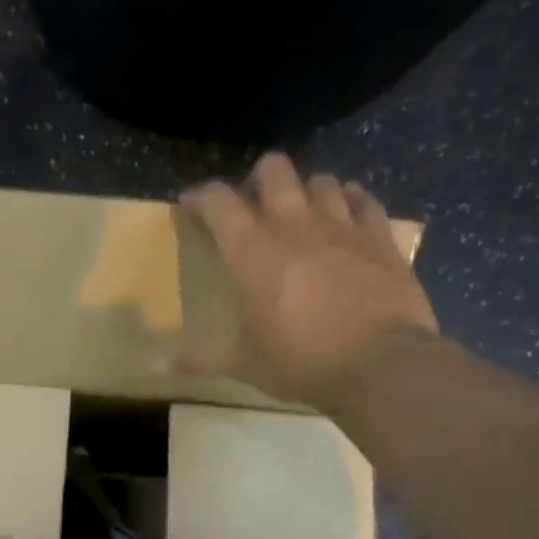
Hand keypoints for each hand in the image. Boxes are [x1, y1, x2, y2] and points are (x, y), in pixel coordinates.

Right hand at [180, 152, 438, 411]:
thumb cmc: (299, 361)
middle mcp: (293, 225)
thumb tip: (159, 368)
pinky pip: (364, 202)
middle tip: (251, 204)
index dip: (200, 197)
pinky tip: (346, 212)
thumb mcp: (243, 363)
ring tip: (300, 210)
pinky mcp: (380, 238)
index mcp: (250, 251)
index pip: (217, 200)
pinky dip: (351, 201)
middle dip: (257, 178)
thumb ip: (201, 358)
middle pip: (273, 170)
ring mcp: (341, 227)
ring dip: (305, 189)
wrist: (379, 366)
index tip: (191, 206)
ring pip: (320, 180)